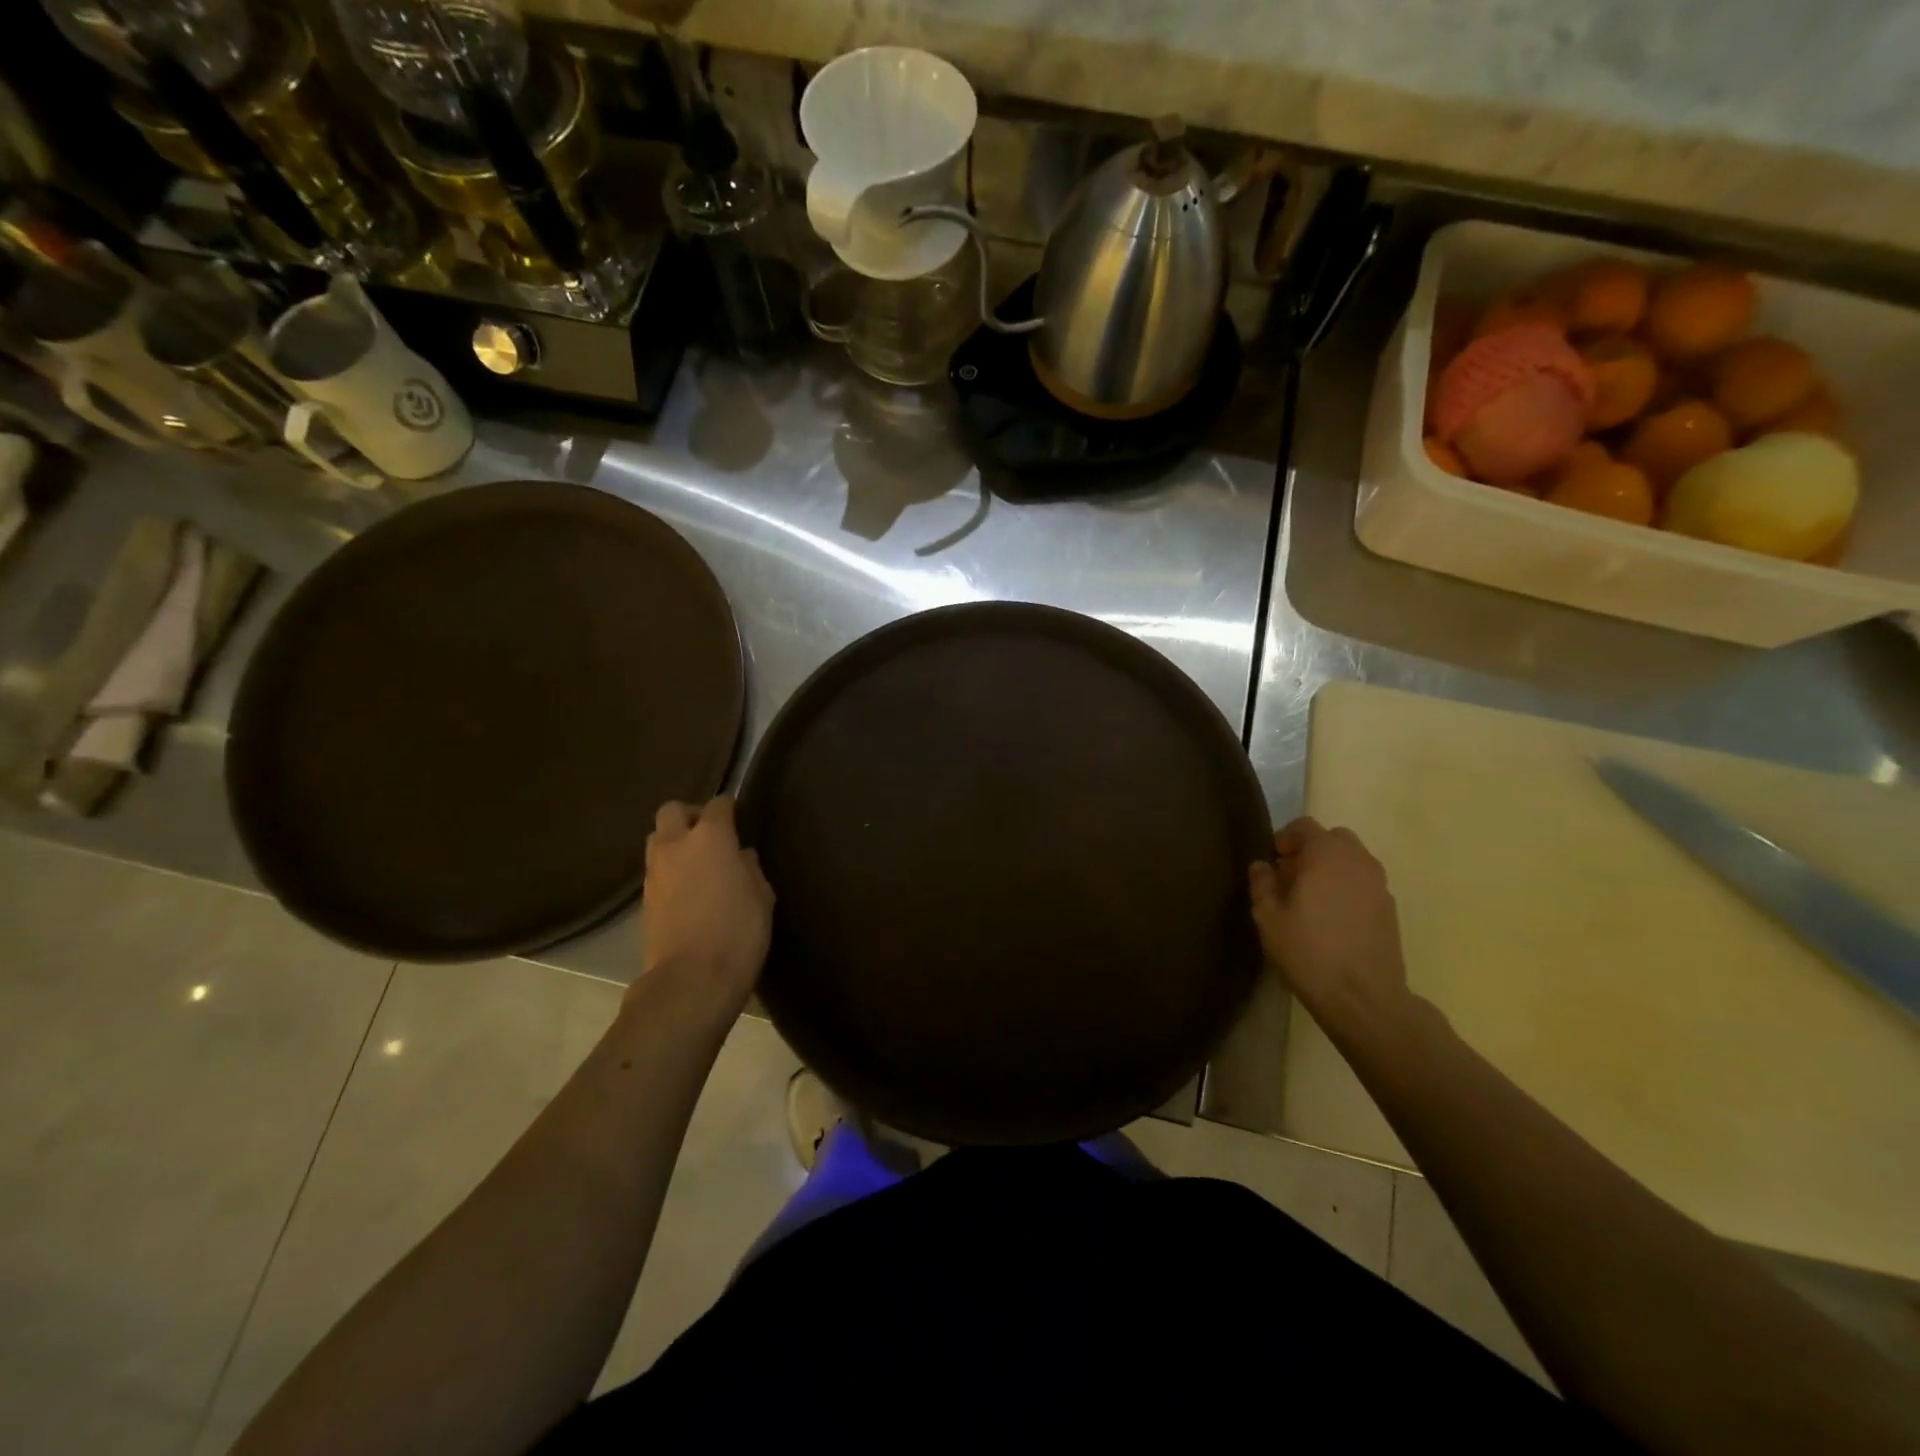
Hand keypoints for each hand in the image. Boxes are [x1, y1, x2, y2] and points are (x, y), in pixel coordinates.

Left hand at [639, 797, 773, 1009]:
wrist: (692, 979)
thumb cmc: (738, 931)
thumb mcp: (761, 897)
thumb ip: (750, 869)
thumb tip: (740, 857)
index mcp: (711, 837)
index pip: (717, 805)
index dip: (728, 806)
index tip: (737, 813)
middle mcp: (676, 845)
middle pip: (672, 811)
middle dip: (690, 815)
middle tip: (709, 832)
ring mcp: (655, 872)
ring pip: (657, 839)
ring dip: (674, 841)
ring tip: (696, 861)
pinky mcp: (644, 899)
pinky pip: (656, 869)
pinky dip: (669, 869)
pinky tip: (687, 888)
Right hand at [1249, 817, 1411, 1037]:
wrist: (1364, 998)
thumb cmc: (1309, 952)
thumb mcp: (1269, 918)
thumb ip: (1262, 884)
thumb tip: (1262, 866)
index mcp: (1327, 855)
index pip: (1306, 826)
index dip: (1285, 837)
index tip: (1272, 859)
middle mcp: (1358, 861)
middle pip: (1334, 839)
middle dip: (1311, 849)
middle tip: (1290, 876)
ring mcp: (1379, 885)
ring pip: (1352, 860)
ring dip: (1330, 868)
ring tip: (1310, 898)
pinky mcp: (1390, 909)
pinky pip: (1364, 883)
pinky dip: (1347, 887)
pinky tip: (1332, 917)